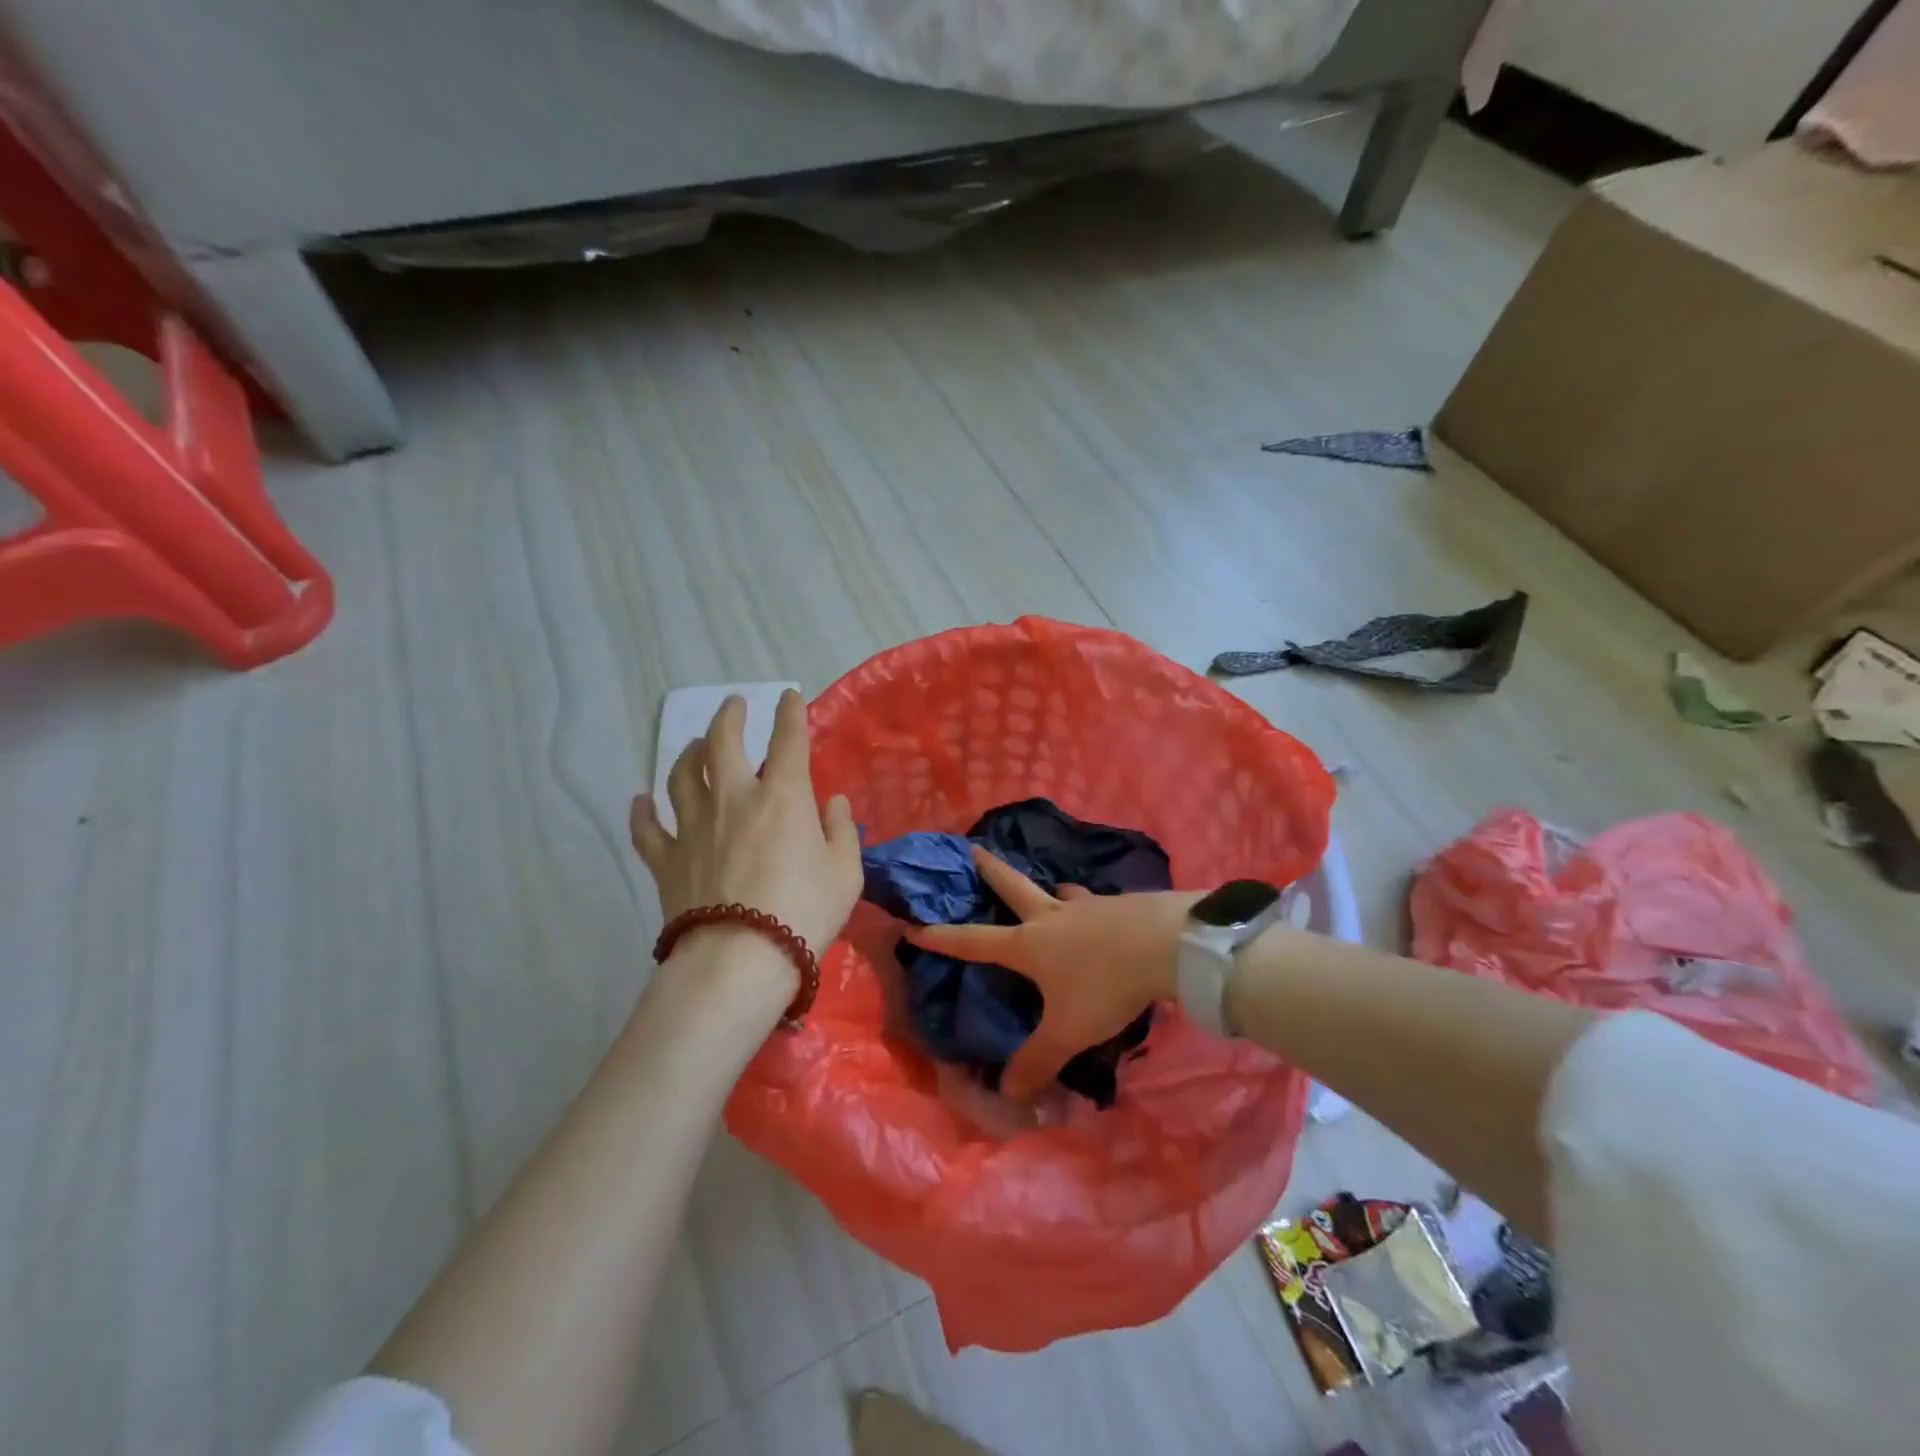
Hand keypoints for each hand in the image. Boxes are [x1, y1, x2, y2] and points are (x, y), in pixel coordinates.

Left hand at [630, 690, 861, 970]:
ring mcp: (694, 827)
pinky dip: (642, 812)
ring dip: (688, 753)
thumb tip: (833, 803)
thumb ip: (841, 831)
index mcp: (782, 796)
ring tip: (694, 744)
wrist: (740, 959)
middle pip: (722, 743)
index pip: (788, 740)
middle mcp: (733, 798)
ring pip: (682, 775)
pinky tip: (640, 800)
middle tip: (733, 705)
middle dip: (729, 718)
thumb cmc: (804, 912)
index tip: (788, 696)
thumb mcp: (845, 872)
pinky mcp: (667, 859)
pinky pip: (647, 829)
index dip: (790, 713)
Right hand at [905, 849, 1198, 1099]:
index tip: (913, 925)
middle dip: (991, 871)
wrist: (1165, 943)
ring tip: (1053, 888)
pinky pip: (1095, 903)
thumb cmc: (1105, 984)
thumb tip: (1007, 1094)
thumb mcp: (1068, 1031)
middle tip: (975, 849)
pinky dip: (1090, 905)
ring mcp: (1087, 906)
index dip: (942, 937)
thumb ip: (1038, 1061)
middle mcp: (1051, 918)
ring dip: (1050, 890)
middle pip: (1013, 888)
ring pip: (1059, 893)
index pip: (974, 941)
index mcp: (1028, 945)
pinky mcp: (1119, 905)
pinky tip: (1102, 911)